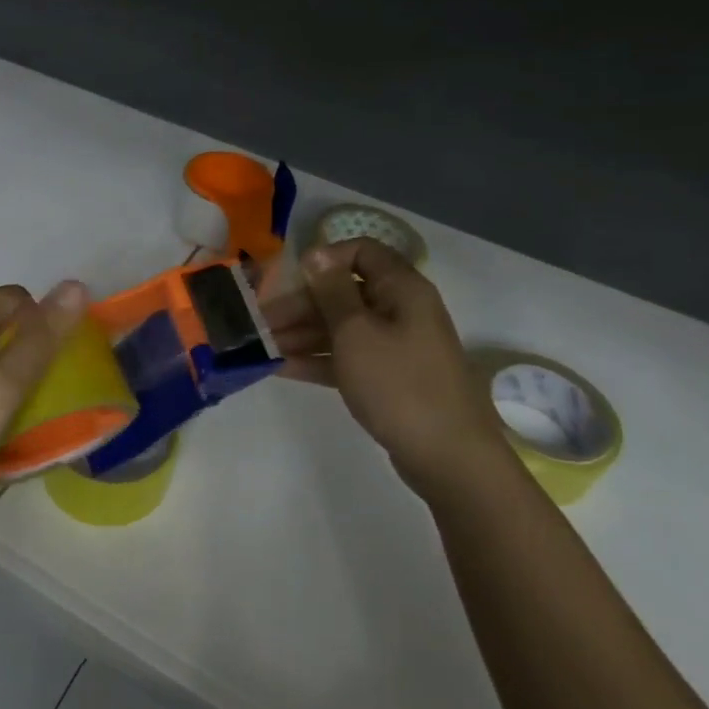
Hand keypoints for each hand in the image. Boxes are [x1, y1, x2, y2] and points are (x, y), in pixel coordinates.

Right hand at [281, 238, 502, 493]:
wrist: (447, 457)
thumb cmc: (398, 384)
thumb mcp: (356, 332)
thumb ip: (330, 291)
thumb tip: (316, 252)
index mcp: (401, 289)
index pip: (362, 252)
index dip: (325, 259)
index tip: (291, 278)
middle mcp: (400, 310)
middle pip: (345, 293)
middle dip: (301, 305)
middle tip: (260, 321)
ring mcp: (395, 346)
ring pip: (342, 327)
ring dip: (303, 333)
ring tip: (263, 345)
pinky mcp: (388, 378)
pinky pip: (348, 357)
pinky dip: (318, 360)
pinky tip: (281, 367)